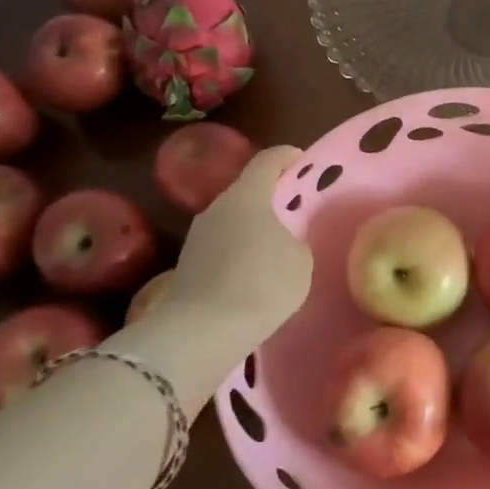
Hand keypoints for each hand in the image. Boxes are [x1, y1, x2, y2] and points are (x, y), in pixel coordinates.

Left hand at [159, 144, 313, 343]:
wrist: (204, 332)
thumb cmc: (263, 285)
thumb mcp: (300, 261)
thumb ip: (296, 242)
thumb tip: (285, 243)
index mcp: (248, 196)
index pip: (268, 160)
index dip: (287, 156)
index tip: (301, 160)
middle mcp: (217, 207)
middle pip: (247, 190)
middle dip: (270, 195)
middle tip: (293, 208)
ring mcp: (197, 235)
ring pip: (232, 219)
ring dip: (252, 225)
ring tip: (275, 245)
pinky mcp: (188, 263)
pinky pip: (221, 245)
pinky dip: (238, 250)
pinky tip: (253, 272)